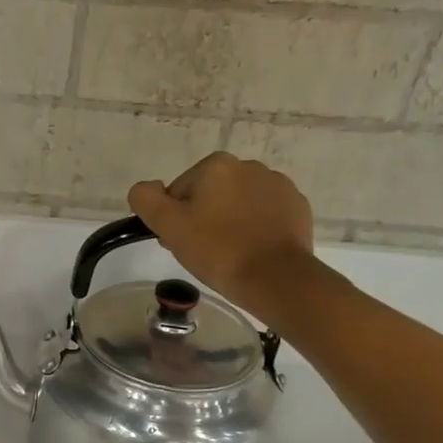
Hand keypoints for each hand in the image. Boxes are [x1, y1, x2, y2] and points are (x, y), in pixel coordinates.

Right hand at [128, 152, 317, 314]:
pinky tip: (252, 250)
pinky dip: (255, 228)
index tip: (180, 242)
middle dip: (203, 217)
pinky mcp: (297, 206)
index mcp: (216, 165)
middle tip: (202, 251)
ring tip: (229, 253)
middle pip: (210, 194)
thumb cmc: (217, 250)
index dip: (175, 218)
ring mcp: (278, 185)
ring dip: (230, 221)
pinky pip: (265, 214)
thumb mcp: (169, 226)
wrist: (275, 278)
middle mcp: (249, 166)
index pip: (179, 191)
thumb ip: (146, 199)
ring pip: (238, 203)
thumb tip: (145, 188)